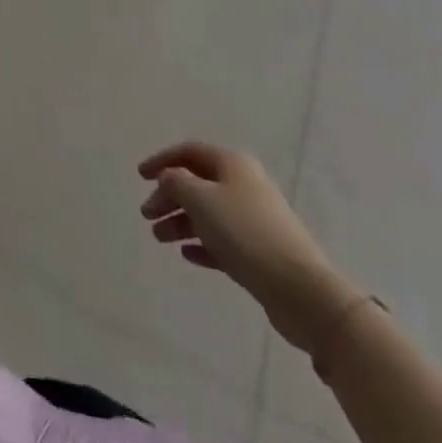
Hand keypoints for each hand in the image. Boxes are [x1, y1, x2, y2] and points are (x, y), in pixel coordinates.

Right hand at [138, 142, 359, 353]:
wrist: (301, 290)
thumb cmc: (246, 233)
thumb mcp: (201, 199)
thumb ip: (176, 183)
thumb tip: (169, 179)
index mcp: (232, 164)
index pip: (189, 152)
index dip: (162, 160)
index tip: (140, 176)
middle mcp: (243, 185)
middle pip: (197, 183)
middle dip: (169, 196)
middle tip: (147, 215)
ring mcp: (253, 219)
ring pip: (208, 213)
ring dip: (181, 222)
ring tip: (159, 238)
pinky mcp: (259, 252)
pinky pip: (222, 241)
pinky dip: (202, 243)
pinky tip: (186, 254)